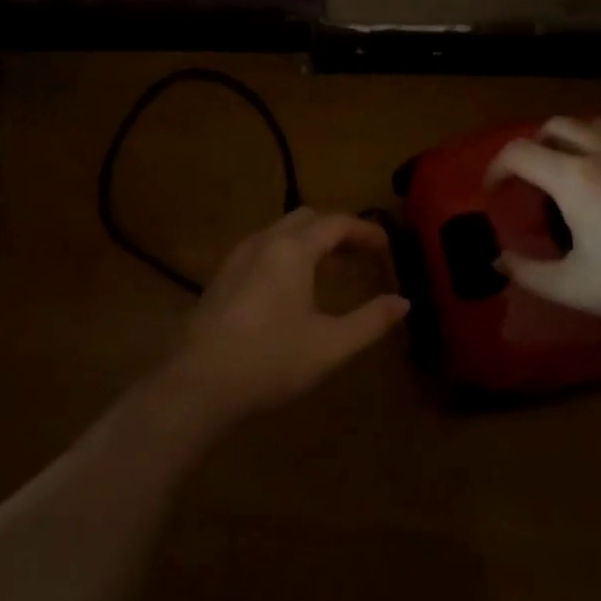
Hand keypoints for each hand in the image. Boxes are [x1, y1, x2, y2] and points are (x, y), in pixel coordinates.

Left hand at [164, 209, 408, 422]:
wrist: (198, 383)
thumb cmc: (270, 360)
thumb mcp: (330, 345)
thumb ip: (370, 321)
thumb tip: (402, 302)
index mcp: (292, 250)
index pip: (336, 223)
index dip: (365, 230)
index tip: (387, 246)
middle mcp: (263, 242)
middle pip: (306, 218)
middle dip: (337, 230)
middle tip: (361, 254)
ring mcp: (237, 257)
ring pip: (280, 231)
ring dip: (310, 240)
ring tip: (332, 267)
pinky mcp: (222, 277)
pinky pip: (262, 249)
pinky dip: (287, 253)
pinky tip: (292, 286)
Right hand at [486, 117, 600, 343]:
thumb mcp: (575, 288)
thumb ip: (527, 272)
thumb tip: (498, 261)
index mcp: (576, 178)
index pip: (519, 152)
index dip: (496, 167)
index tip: (493, 190)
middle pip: (555, 127)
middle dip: (532, 148)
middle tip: (529, 180)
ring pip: (594, 126)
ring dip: (570, 142)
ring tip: (570, 173)